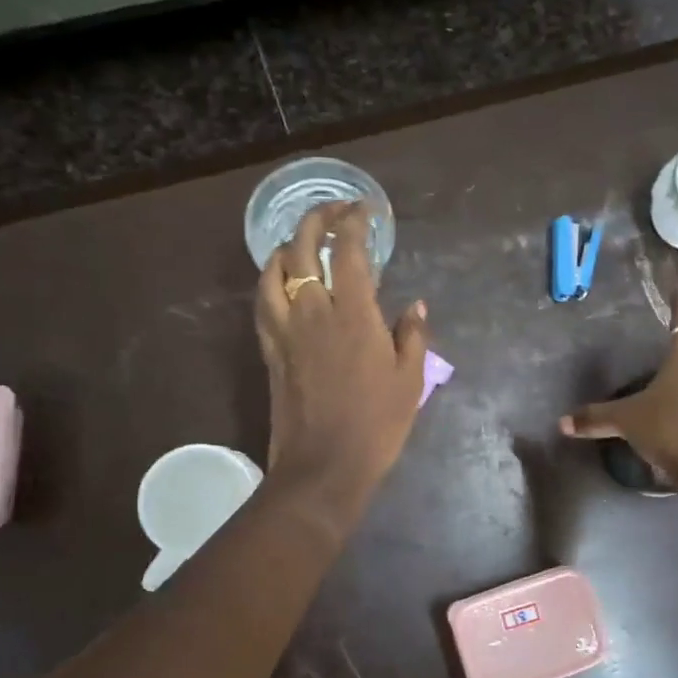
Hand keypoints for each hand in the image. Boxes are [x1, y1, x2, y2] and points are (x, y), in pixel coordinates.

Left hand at [255, 202, 429, 512]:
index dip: (355, 222)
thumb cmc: (376, 425)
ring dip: (286, 247)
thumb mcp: (410, 381)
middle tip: (334, 212)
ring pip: (273, 271)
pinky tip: (280, 283)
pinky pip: (262, 302)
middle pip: (302, 249)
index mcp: (353, 314)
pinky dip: (270, 281)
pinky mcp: (270, 350)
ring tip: (301, 243)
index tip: (366, 211)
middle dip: (316, 220)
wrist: (323, 466)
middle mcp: (312, 311)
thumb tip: (415, 305)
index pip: (348, 251)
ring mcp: (285, 330)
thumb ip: (413, 336)